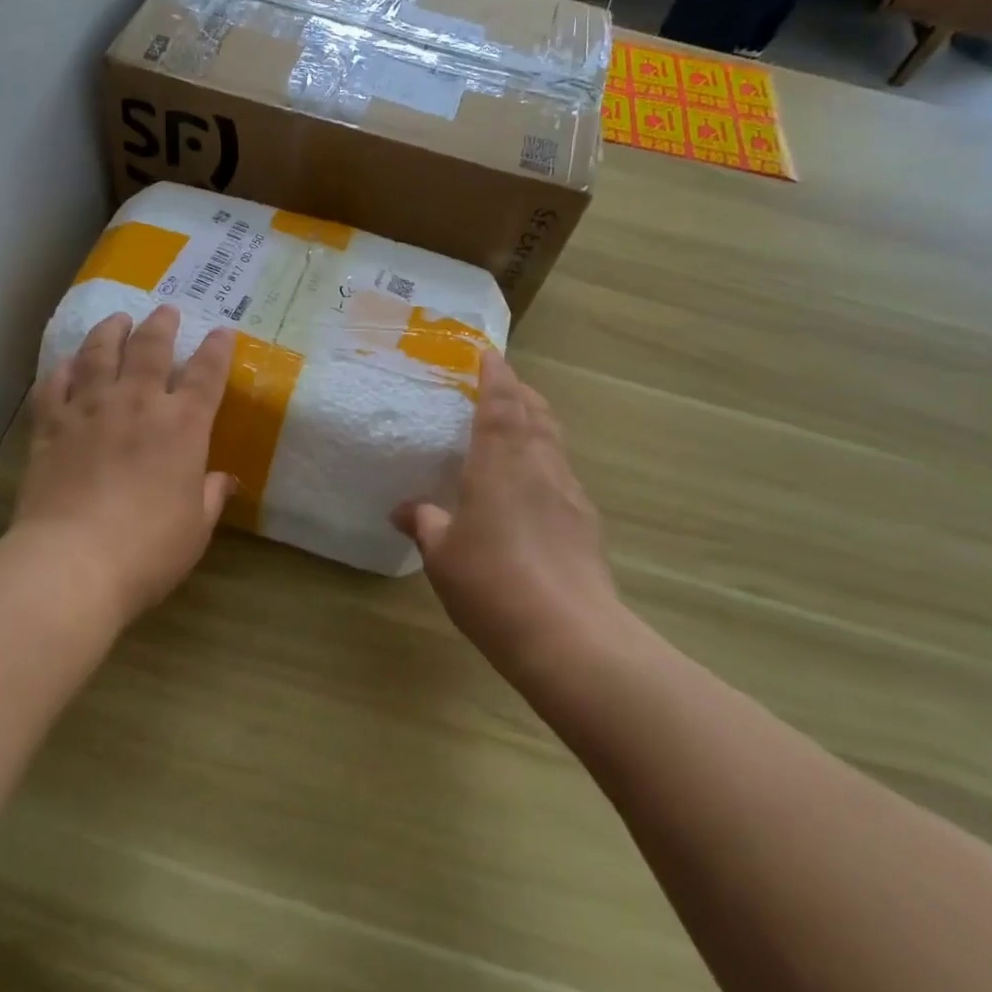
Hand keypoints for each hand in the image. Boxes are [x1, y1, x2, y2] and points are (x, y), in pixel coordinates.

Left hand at [12, 306, 235, 626]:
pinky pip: (55, 385)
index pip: (206, 373)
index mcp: (183, 426)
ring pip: (100, 354)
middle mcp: (138, 403)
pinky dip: (62, 370)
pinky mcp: (51, 426)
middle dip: (162, 325)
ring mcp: (90, 410)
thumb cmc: (147, 549)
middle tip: (165, 310)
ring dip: (111, 332)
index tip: (222, 330)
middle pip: (151, 348)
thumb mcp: (195, 528)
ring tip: (117, 319)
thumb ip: (211, 496)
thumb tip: (224, 480)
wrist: (71, 563)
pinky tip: (67, 365)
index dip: (217, 349)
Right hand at [392, 350, 624, 684]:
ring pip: (554, 441)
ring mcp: (569, 492)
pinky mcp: (587, 522)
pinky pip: (563, 474)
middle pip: (536, 412)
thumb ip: (425, 524)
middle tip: (500, 388)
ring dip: (537, 424)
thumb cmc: (492, 583)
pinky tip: (534, 488)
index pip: (501, 401)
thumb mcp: (443, 555)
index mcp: (500, 460)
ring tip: (517, 428)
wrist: (570, 637)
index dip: (495, 374)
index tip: (488, 355)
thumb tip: (404, 510)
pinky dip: (547, 463)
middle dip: (520, 393)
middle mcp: (540, 464)